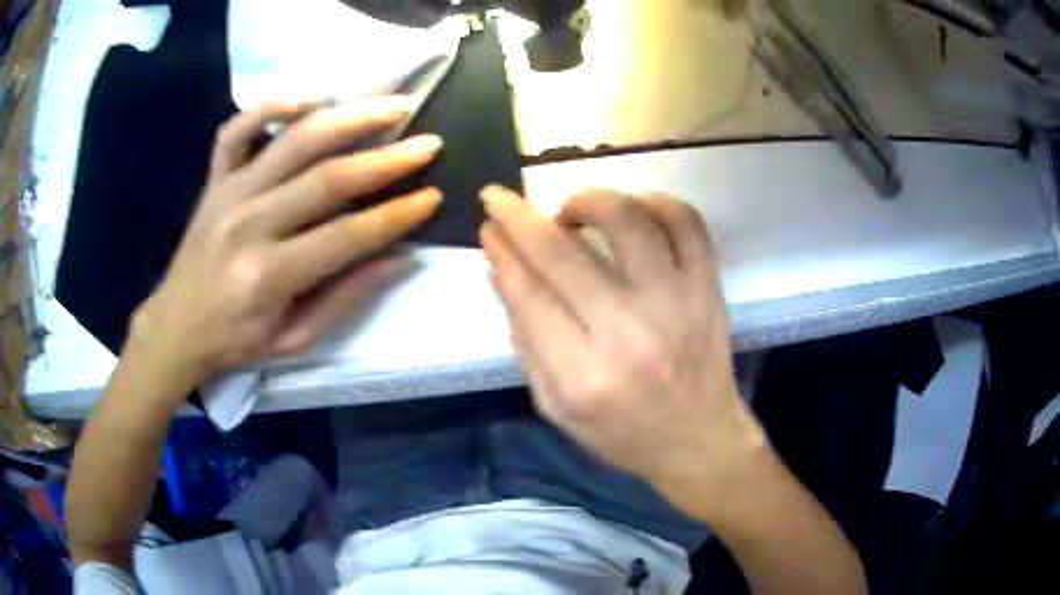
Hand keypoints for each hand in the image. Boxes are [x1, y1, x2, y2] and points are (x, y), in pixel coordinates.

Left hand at [132, 97, 442, 389]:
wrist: (177, 326)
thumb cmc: (237, 340)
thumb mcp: (296, 338)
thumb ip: (347, 297)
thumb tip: (402, 257)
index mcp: (269, 275)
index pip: (347, 235)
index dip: (396, 215)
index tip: (433, 197)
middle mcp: (249, 224)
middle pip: (327, 178)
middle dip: (386, 158)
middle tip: (428, 142)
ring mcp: (228, 193)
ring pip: (294, 140)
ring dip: (348, 117)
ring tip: (391, 105)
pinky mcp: (215, 179)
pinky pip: (238, 129)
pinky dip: (271, 106)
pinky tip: (309, 100)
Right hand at [480, 186, 765, 514]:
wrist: (698, 440)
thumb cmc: (621, 432)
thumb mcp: (555, 407)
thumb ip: (525, 342)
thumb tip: (501, 270)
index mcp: (582, 376)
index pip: (527, 293)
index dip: (501, 251)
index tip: (489, 226)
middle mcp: (628, 333)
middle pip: (561, 253)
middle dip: (518, 216)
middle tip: (500, 198)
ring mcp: (676, 303)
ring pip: (626, 220)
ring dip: (586, 200)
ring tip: (571, 211)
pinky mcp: (708, 288)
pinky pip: (686, 223)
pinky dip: (655, 202)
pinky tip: (634, 210)